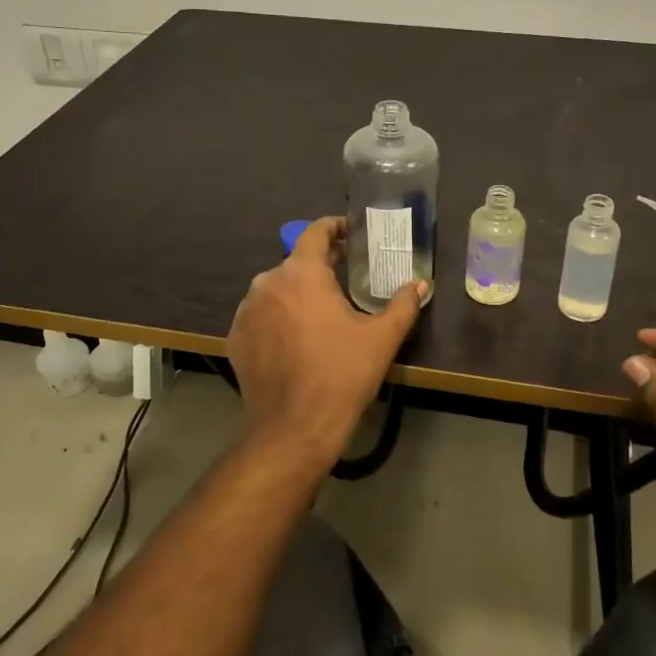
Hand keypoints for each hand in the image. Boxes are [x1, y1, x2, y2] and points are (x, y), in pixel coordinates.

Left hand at [226, 217, 425, 466]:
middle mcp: (267, 283)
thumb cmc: (341, 375)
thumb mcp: (381, 339)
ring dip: (297, 293)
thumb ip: (403, 304)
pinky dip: (278, 318)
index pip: (314, 232)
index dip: (334, 227)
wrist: (293, 428)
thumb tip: (420, 284)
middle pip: (296, 263)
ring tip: (321, 313)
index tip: (350, 233)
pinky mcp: (235, 338)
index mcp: (302, 274)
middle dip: (320, 267)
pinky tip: (296, 339)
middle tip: (345, 280)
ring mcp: (246, 311)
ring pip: (276, 289)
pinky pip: (261, 316)